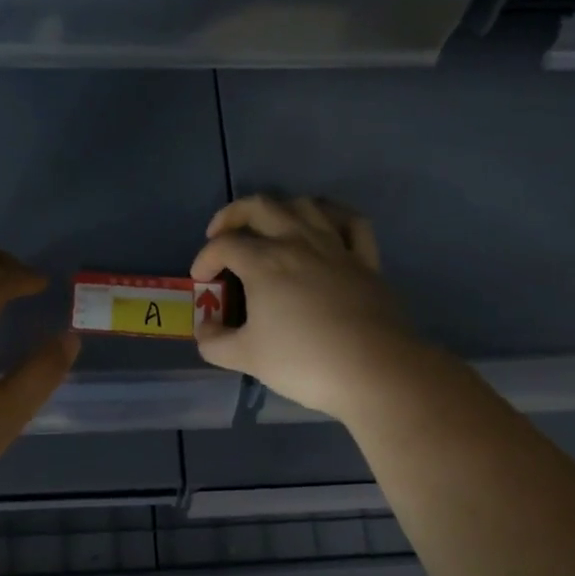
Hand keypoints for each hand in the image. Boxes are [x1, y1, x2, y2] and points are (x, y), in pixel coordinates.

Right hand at [191, 195, 422, 421]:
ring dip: (279, 209)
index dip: (205, 259)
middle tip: (221, 235)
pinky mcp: (365, 259)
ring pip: (304, 205)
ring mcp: (335, 247)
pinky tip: (322, 225)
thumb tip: (204, 326)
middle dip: (232, 215)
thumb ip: (215, 341)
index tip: (201, 281)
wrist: (373, 370)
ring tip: (268, 228)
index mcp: (264, 262)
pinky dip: (331, 215)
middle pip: (260, 207)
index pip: (224, 246)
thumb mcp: (247, 357)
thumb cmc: (303, 361)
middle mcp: (298, 242)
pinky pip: (350, 221)